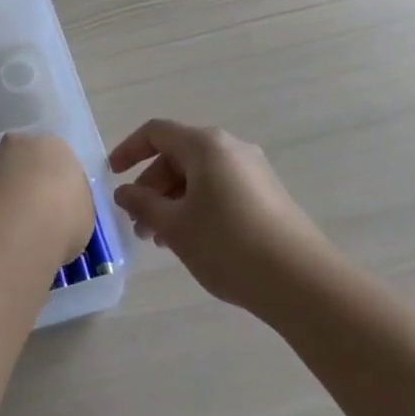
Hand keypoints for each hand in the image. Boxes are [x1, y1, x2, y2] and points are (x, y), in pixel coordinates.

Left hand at [0, 130, 95, 271]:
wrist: (19, 226)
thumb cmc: (64, 218)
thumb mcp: (83, 217)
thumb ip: (70, 208)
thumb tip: (58, 215)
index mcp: (55, 146)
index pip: (56, 162)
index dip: (55, 188)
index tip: (55, 213)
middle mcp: (20, 143)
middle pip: (24, 162)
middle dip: (25, 185)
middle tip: (31, 218)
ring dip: (2, 197)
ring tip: (9, 232)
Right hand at [110, 120, 328, 314]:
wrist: (302, 282)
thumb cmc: (228, 245)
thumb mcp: (175, 226)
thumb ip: (143, 204)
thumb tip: (124, 191)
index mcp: (205, 145)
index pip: (156, 133)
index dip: (128, 150)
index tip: (111, 176)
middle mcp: (230, 147)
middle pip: (178, 155)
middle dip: (152, 186)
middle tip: (138, 224)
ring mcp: (253, 170)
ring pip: (199, 176)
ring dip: (174, 201)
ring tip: (162, 240)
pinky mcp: (268, 195)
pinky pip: (220, 189)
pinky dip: (198, 206)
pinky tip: (194, 241)